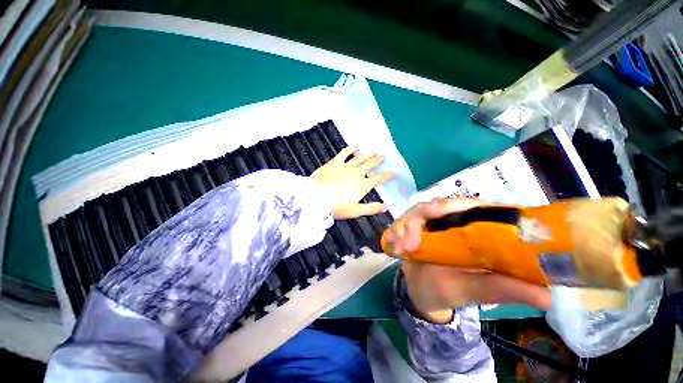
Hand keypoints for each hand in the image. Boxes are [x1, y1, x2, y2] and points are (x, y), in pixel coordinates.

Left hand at [312, 147, 394, 219]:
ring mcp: (346, 166)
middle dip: (378, 160)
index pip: (379, 179)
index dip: (387, 175)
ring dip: (368, 153)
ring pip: (360, 157)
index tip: (393, 172)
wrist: (316, 199)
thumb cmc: (336, 207)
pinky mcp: (335, 162)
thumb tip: (385, 207)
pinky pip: (345, 153)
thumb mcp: (355, 211)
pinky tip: (356, 146)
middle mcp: (356, 173)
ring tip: (374, 151)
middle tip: (383, 156)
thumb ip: (371, 208)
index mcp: (362, 185)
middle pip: (370, 164)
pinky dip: (351, 148)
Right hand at [384, 198, 551, 323]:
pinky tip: (391, 244)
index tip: (439, 212)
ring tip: (400, 249)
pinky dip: (394, 230)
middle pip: (438, 204)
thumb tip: (548, 296)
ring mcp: (430, 222)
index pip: (474, 205)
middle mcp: (453, 221)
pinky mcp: (412, 226)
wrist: (422, 291)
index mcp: (475, 230)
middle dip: (421, 218)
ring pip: (416, 211)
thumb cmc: (451, 291)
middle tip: (411, 241)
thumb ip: (503, 290)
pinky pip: (401, 221)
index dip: (458, 204)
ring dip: (405, 227)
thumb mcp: (476, 291)